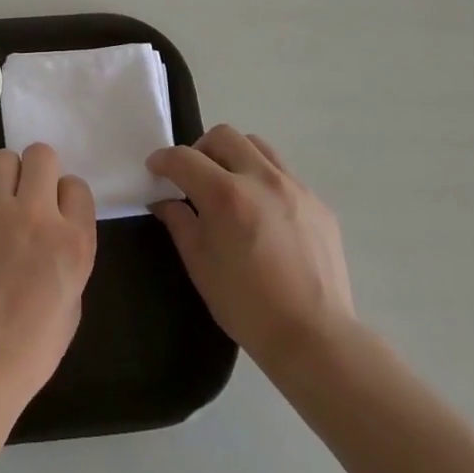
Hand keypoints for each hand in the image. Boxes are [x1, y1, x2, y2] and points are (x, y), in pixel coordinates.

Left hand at [0, 143, 96, 414]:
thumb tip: (54, 232)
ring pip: (4, 158)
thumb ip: (68, 255)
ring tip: (1, 201)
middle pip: (41, 155)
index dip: (66, 198)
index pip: (76, 185)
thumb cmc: (30, 349)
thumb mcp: (72, 303)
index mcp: (73, 241)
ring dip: (7, 175)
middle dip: (39, 171)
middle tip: (29, 196)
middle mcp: (36, 216)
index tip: (57, 214)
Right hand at [148, 125, 355, 372]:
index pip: (184, 158)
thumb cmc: (247, 306)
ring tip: (229, 185)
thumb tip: (164, 200)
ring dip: (234, 155)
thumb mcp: (200, 265)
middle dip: (199, 149)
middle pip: (223, 136)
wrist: (314, 337)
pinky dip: (263, 179)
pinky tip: (262, 213)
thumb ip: (179, 223)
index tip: (155, 169)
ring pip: (257, 146)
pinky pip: (284, 173)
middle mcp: (261, 179)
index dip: (162, 160)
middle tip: (193, 176)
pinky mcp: (318, 202)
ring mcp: (295, 187)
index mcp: (226, 195)